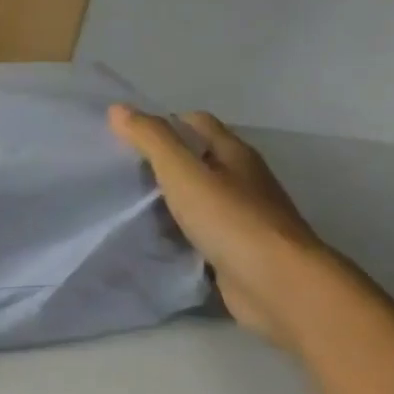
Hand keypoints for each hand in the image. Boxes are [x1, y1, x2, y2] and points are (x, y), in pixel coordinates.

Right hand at [110, 106, 337, 350]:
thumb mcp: (182, 172)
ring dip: (169, 201)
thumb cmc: (230, 219)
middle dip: (161, 164)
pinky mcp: (236, 251)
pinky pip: (200, 233)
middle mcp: (242, 180)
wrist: (276, 284)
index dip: (163, 125)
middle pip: (197, 160)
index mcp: (234, 153)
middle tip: (120, 174)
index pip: (196, 123)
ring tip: (127, 206)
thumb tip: (117, 109)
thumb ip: (151, 139)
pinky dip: (178, 233)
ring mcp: (241, 218)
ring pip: (197, 199)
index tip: (127, 140)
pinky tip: (153, 240)